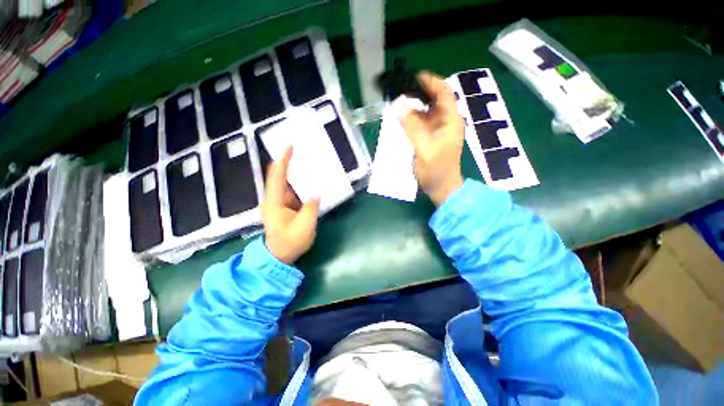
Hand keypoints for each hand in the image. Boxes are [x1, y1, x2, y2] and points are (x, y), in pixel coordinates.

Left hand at [261, 147, 319, 263]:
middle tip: (298, 147)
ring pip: (283, 181)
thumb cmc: (289, 243)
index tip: (289, 146)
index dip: (283, 160)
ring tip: (304, 159)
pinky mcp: (281, 206)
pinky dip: (296, 182)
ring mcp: (275, 202)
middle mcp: (271, 199)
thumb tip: (316, 194)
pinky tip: (306, 177)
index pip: (277, 177)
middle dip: (286, 161)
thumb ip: (310, 209)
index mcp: (274, 202)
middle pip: (277, 175)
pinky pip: (288, 189)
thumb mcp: (304, 228)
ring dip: (292, 171)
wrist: (278, 256)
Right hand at [399, 71, 464, 205]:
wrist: (441, 187)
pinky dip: (411, 110)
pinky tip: (399, 109)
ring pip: (428, 105)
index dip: (433, 82)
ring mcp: (439, 125)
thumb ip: (412, 127)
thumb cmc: (437, 169)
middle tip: (402, 83)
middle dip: (421, 88)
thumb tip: (397, 106)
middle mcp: (447, 119)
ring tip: (398, 93)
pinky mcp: (431, 131)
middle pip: (436, 96)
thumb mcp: (425, 149)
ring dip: (415, 98)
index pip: (445, 94)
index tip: (416, 75)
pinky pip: (421, 115)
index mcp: (451, 120)